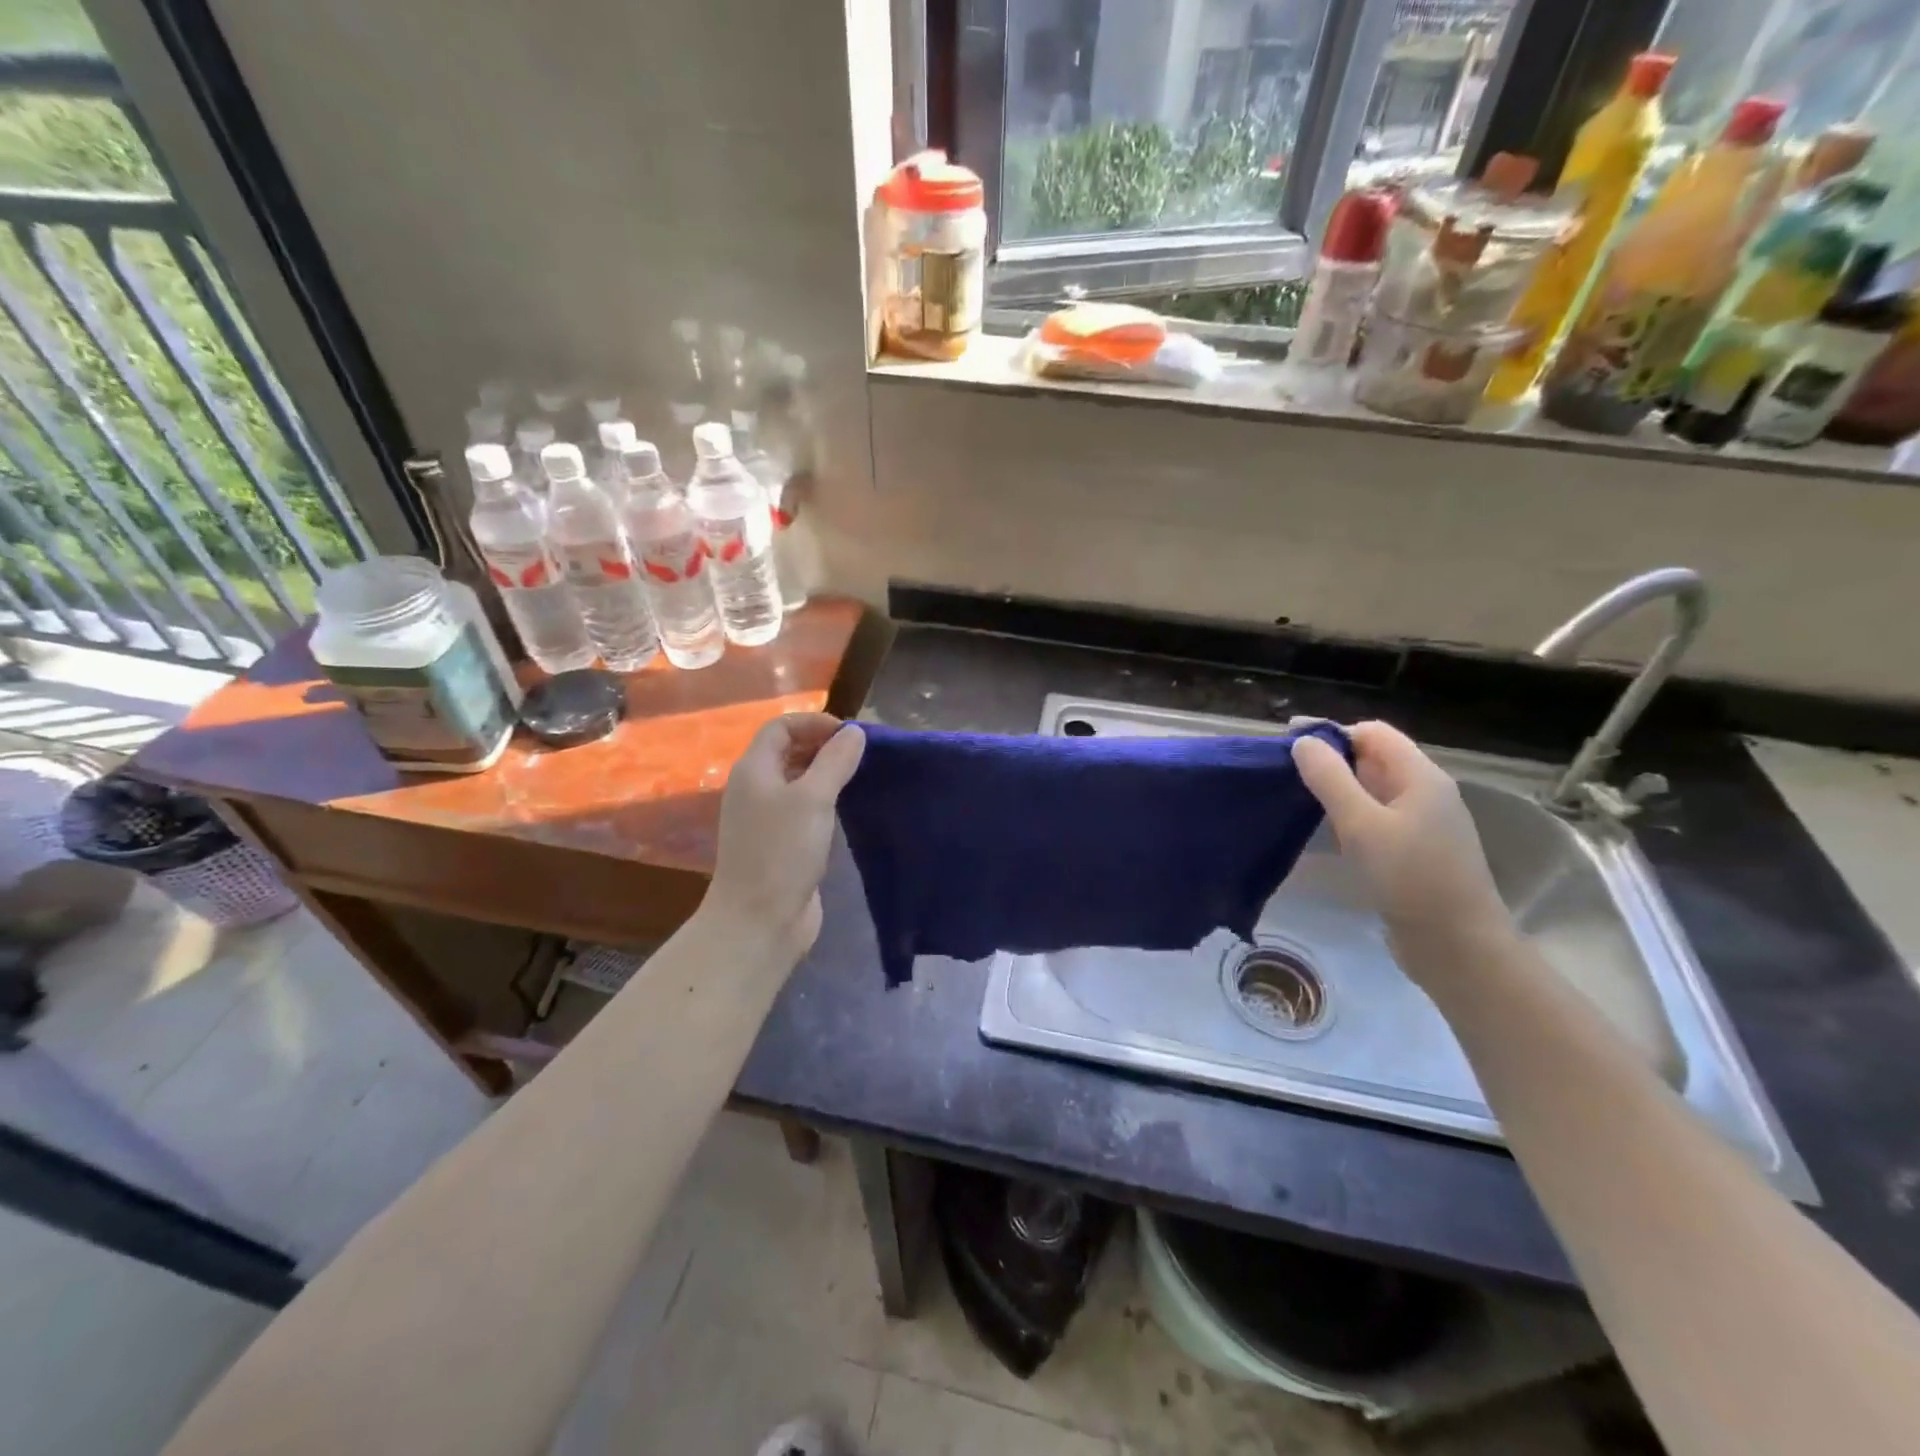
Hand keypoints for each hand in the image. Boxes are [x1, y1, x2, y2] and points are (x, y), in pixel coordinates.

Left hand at [705, 713, 865, 959]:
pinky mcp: (779, 845)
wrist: (758, 921)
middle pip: (787, 752)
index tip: (851, 735)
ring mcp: (765, 819)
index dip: (814, 722)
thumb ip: (835, 761)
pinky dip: (824, 802)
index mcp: (754, 770)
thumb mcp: (813, 799)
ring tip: (861, 778)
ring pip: (797, 782)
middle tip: (861, 755)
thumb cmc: (782, 852)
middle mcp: (755, 789)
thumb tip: (854, 733)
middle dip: (822, 746)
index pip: (781, 727)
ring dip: (826, 775)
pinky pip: (802, 811)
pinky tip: (848, 811)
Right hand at [1293, 721, 1513, 978]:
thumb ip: (1330, 779)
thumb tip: (1304, 742)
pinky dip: (1350, 815)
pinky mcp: (1415, 852)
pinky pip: (1377, 818)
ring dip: (1339, 788)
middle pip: (1375, 759)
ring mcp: (1423, 824)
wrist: (1457, 946)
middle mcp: (1426, 793)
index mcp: (1420, 777)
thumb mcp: (1362, 824)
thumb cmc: (1410, 877)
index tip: (1289, 743)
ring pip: (1374, 790)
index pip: (1373, 733)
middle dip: (1332, 759)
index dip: (1332, 732)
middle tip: (1286, 771)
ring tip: (1297, 796)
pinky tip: (1327, 830)